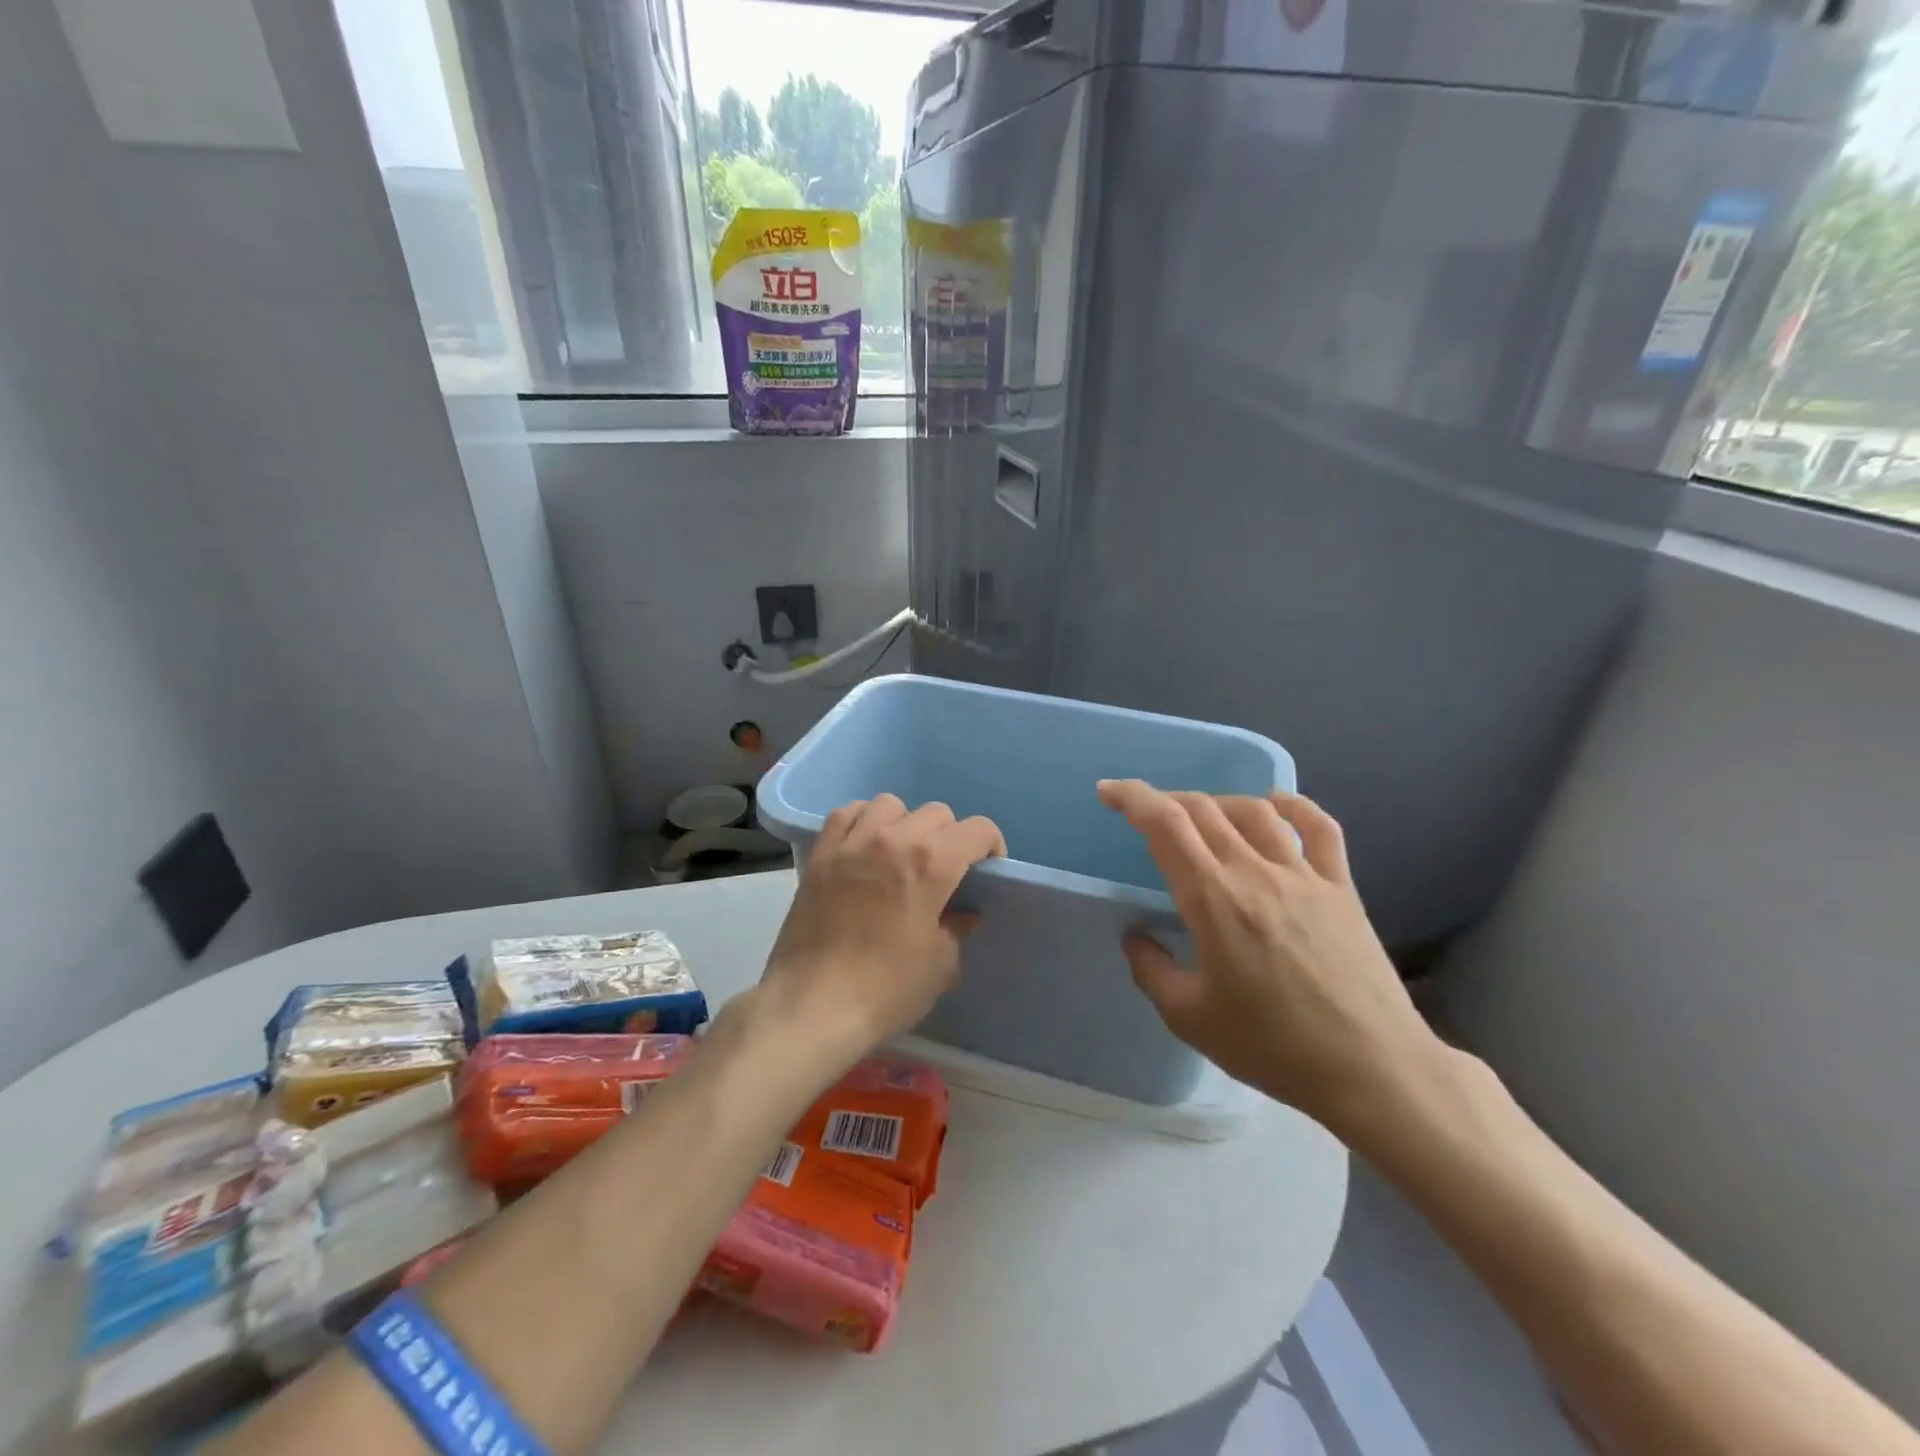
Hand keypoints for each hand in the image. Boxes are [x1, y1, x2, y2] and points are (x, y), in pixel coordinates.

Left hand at [760, 795, 1005, 1055]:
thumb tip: (963, 912)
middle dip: (950, 837)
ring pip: (890, 805)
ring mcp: (852, 843)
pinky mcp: (820, 854)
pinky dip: (863, 821)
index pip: (977, 829)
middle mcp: (893, 839)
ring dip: (905, 823)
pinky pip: (846, 814)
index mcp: (931, 864)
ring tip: (901, 854)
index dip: (991, 846)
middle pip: (936, 813)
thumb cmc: (887, 989)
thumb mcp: (941, 964)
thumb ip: (957, 927)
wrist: (813, 1006)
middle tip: (945, 870)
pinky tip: (865, 846)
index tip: (987, 870)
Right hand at [1097, 779, 1445, 1135]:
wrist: (1371, 1070)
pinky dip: (1294, 805)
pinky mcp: (1341, 888)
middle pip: (1203, 810)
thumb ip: (1151, 970)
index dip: (1132, 798)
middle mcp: (1255, 872)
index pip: (1165, 825)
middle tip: (1146, 814)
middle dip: (1165, 800)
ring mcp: (1303, 876)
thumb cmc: (1272, 1047)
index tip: (1108, 791)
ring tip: (1202, 815)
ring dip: (1218, 802)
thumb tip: (1136, 935)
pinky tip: (1276, 803)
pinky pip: (1319, 829)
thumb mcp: (1189, 1018)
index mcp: (1213, 899)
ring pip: (1254, 811)